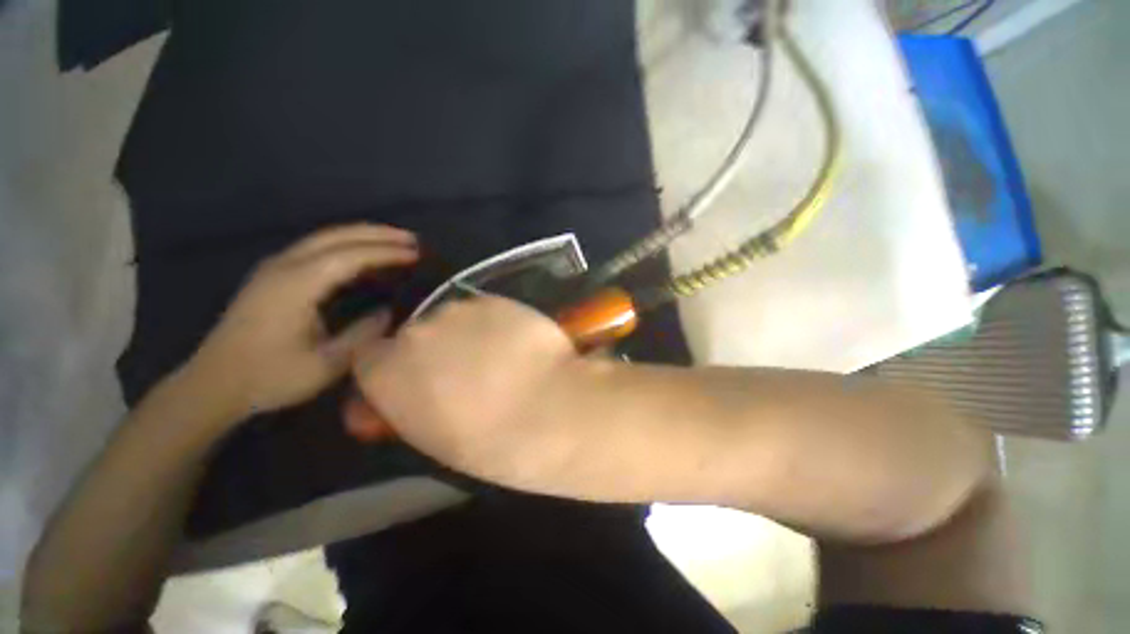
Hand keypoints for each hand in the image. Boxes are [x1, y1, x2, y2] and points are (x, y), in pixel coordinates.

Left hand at [183, 224, 417, 422]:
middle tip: (413, 239)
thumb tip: (390, 312)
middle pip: (337, 236)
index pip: (350, 256)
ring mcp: (275, 267)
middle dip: (378, 234)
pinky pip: (316, 247)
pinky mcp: (272, 275)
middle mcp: (284, 265)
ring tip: (395, 241)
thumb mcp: (326, 364)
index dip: (386, 253)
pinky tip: (362, 253)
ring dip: (363, 235)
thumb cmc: (270, 377)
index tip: (417, 254)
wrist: (213, 384)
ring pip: (325, 237)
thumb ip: (363, 334)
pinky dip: (346, 244)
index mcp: (296, 285)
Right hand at [350, 296, 580, 486]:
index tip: (416, 381)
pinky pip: (485, 310)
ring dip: (467, 333)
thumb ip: (406, 411)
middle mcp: (416, 331)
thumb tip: (391, 402)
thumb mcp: (433, 441)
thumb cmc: (491, 442)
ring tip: (498, 356)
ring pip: (453, 319)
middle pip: (414, 334)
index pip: (370, 357)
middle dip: (433, 350)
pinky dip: (495, 324)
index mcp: (388, 372)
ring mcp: (459, 309)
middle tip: (467, 370)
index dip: (394, 369)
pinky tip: (517, 343)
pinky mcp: (496, 300)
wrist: (550, 409)